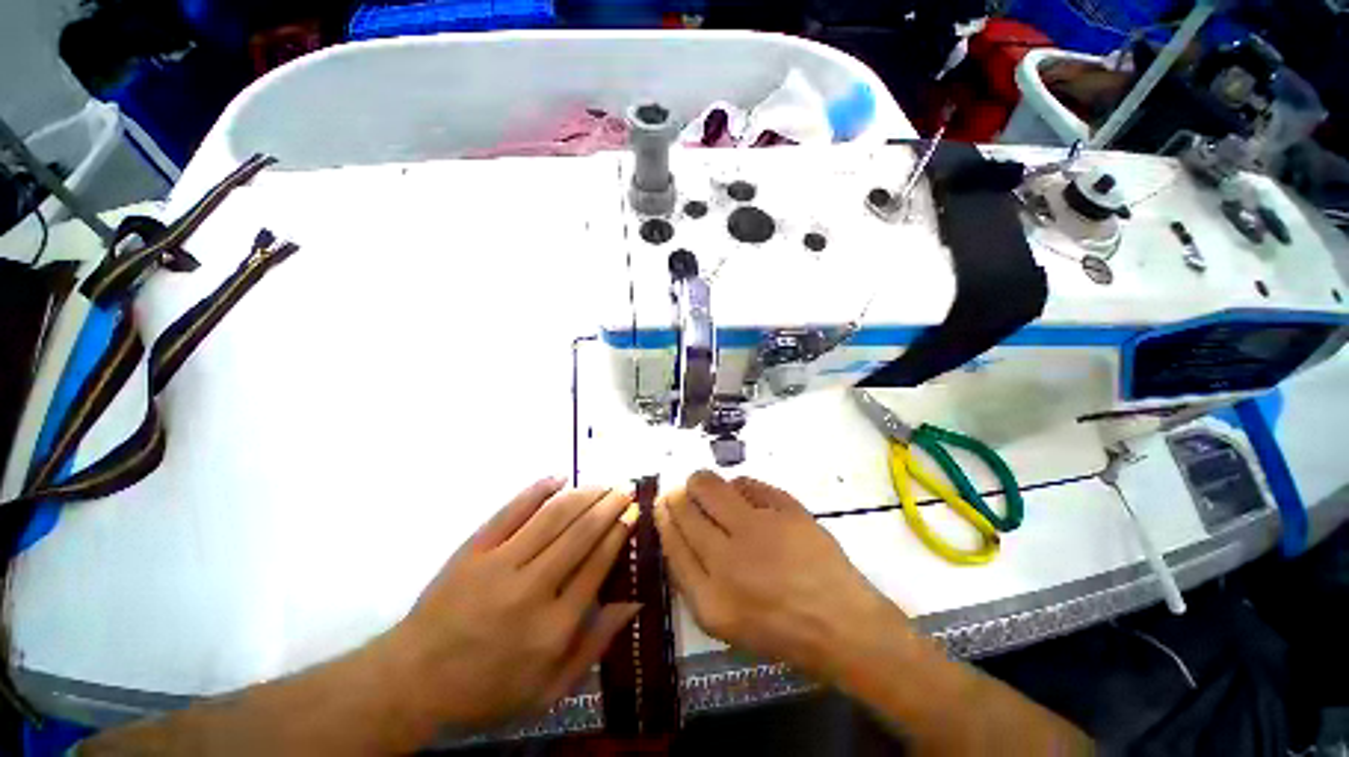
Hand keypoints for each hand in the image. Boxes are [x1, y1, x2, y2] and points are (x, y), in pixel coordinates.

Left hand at [386, 478, 639, 727]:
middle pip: (581, 534)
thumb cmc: (487, 690)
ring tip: (602, 483)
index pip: (597, 564)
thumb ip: (594, 645)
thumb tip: (634, 602)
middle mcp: (531, 589)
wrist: (413, 680)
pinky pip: (512, 510)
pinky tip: (559, 477)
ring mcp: (500, 564)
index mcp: (553, 627)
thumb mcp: (549, 689)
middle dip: (608, 505)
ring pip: (553, 517)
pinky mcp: (474, 549)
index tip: (632, 513)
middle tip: (625, 489)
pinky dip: (538, 490)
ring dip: (583, 494)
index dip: (618, 533)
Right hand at [655, 471, 907, 682]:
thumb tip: (680, 535)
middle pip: (687, 512)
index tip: (662, 503)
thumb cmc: (782, 630)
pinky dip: (739, 484)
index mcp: (710, 600)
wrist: (842, 625)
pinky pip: (748, 484)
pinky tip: (740, 490)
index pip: (673, 545)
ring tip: (703, 482)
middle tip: (681, 490)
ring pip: (711, 488)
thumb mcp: (727, 622)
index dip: (664, 518)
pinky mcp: (785, 512)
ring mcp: (758, 531)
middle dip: (678, 495)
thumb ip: (696, 581)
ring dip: (701, 481)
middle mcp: (728, 563)